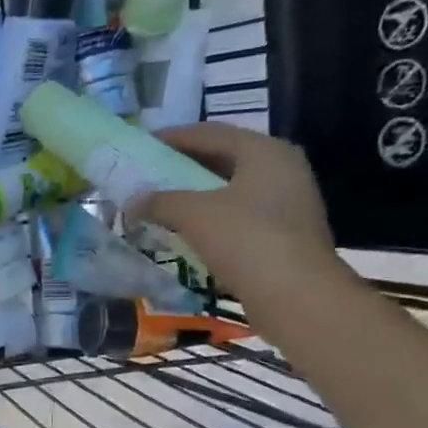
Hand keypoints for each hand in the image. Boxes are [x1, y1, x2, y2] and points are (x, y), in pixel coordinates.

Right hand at [134, 123, 339, 304]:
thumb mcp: (193, 214)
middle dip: (183, 167)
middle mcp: (282, 168)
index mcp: (264, 151)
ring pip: (230, 190)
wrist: (295, 294)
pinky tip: (186, 232)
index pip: (210, 133)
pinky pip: (238, 216)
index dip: (172, 137)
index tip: (141, 146)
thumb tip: (133, 202)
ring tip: (162, 204)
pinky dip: (210, 219)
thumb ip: (160, 201)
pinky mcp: (284, 234)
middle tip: (149, 176)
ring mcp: (287, 202)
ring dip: (195, 196)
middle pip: (222, 159)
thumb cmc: (245, 239)